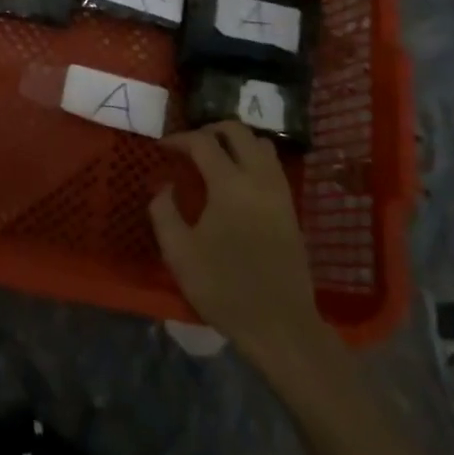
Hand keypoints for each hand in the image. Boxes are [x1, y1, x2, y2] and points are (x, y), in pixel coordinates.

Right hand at [149, 122, 328, 368]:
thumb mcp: (179, 253)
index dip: (179, 139)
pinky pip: (271, 165)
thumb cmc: (224, 287)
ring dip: (235, 141)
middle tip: (189, 145)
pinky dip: (252, 158)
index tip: (162, 147)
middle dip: (209, 130)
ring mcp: (279, 191)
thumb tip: (165, 185)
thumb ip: (164, 211)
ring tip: (214, 157)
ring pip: (260, 143)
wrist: (280, 324)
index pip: (203, 142)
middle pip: (237, 131)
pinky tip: (236, 180)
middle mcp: (258, 177)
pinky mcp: (290, 207)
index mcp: (229, 184)